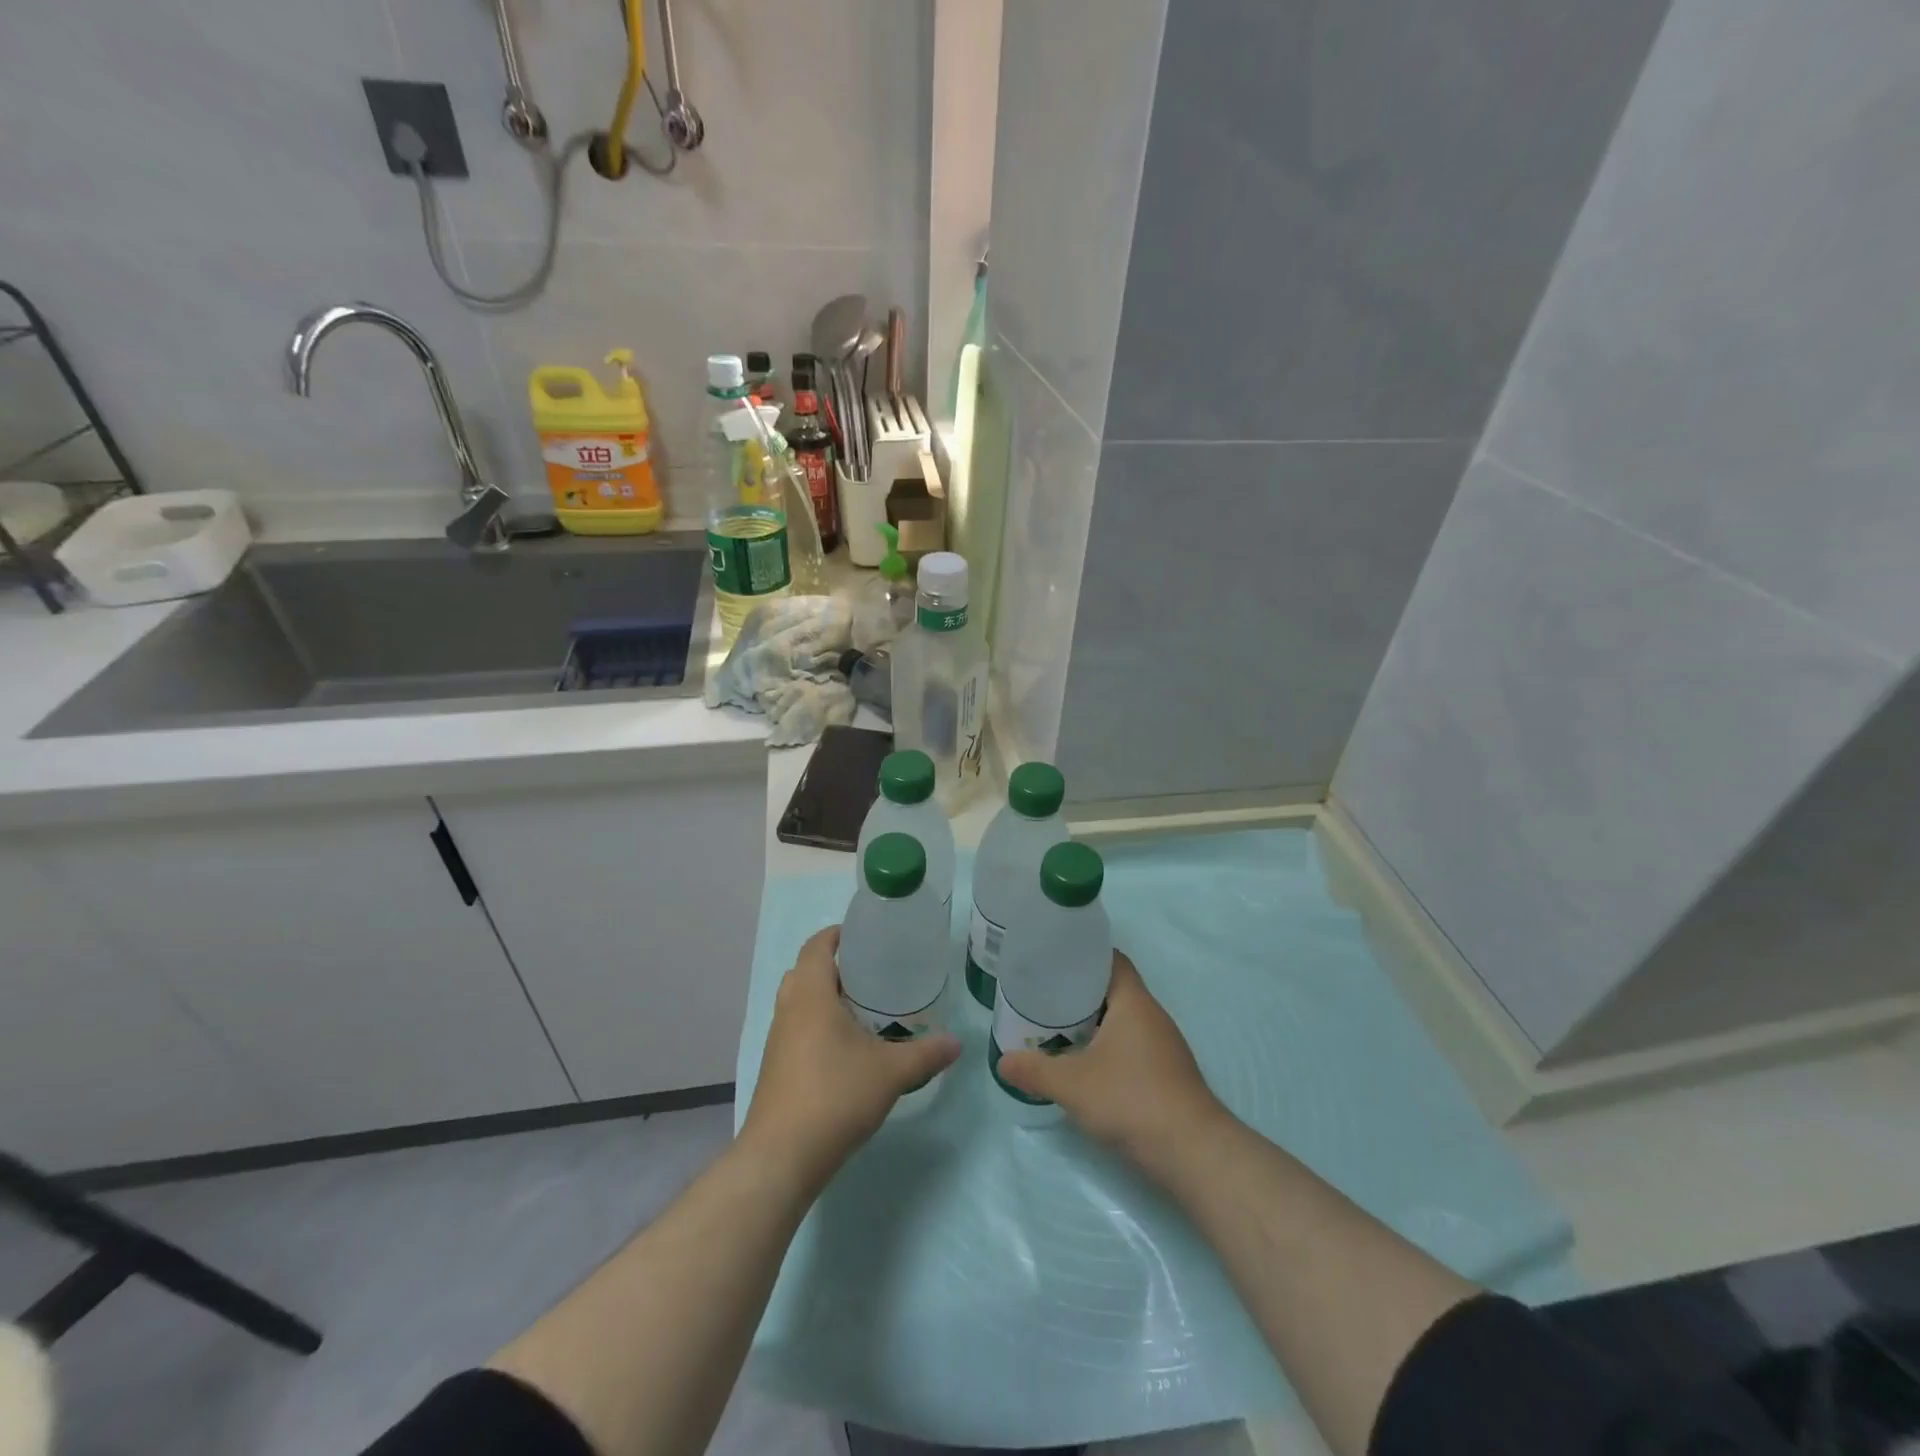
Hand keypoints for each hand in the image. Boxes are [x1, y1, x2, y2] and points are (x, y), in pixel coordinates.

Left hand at [740, 925, 960, 1193]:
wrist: (781, 1157)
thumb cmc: (835, 1096)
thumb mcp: (891, 1072)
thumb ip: (926, 1053)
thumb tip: (957, 1043)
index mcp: (811, 994)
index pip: (817, 945)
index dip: (837, 934)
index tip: (866, 935)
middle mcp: (789, 1009)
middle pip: (806, 971)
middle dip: (835, 967)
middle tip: (872, 973)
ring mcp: (778, 1040)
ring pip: (799, 1002)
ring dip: (825, 998)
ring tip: (863, 1009)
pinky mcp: (775, 1068)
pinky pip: (797, 1029)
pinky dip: (818, 1025)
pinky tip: (846, 1049)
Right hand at [996, 950, 1227, 1177]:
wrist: (1193, 1153)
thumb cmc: (1132, 1100)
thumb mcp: (1072, 1085)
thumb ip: (1035, 1070)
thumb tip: (1002, 1061)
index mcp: (1134, 1002)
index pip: (1112, 959)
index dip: (1085, 955)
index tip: (1054, 960)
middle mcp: (1153, 1016)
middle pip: (1115, 989)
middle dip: (1080, 991)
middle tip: (1045, 995)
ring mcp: (1164, 1046)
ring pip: (1123, 1020)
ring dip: (1094, 1022)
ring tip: (1058, 1027)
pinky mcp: (1167, 1074)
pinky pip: (1132, 1044)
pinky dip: (1107, 1046)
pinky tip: (1086, 1064)